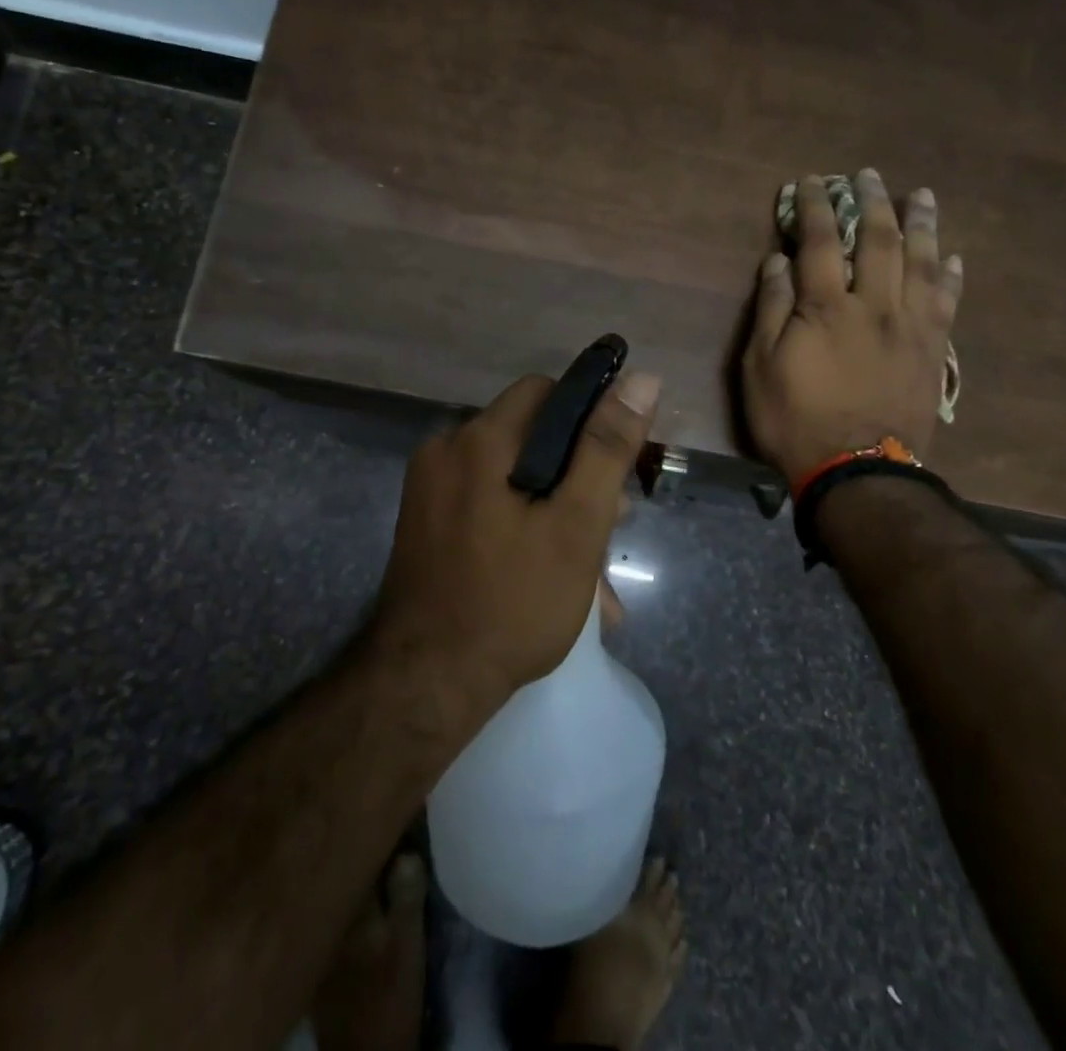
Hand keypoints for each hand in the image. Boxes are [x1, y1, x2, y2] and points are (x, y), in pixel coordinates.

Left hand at [373, 370, 660, 702]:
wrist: (426, 686)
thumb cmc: (513, 603)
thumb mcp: (576, 525)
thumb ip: (607, 449)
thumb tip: (641, 378)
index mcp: (478, 440)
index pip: (545, 393)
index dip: (590, 418)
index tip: (618, 465)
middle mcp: (445, 452)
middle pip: (529, 437)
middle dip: (576, 475)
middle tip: (611, 526)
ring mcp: (429, 491)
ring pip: (511, 477)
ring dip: (555, 509)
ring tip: (592, 571)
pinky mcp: (425, 524)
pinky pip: (486, 505)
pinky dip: (522, 526)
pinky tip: (553, 576)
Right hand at [742, 170, 962, 481]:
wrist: (858, 472)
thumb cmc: (797, 420)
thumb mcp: (760, 367)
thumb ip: (771, 310)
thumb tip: (778, 262)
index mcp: (826, 307)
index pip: (819, 242)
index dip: (814, 207)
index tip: (811, 182)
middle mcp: (875, 305)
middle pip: (879, 241)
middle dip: (873, 202)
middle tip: (870, 175)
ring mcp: (912, 327)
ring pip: (922, 262)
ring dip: (921, 224)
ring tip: (922, 195)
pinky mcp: (935, 350)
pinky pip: (948, 302)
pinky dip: (951, 274)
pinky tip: (953, 256)